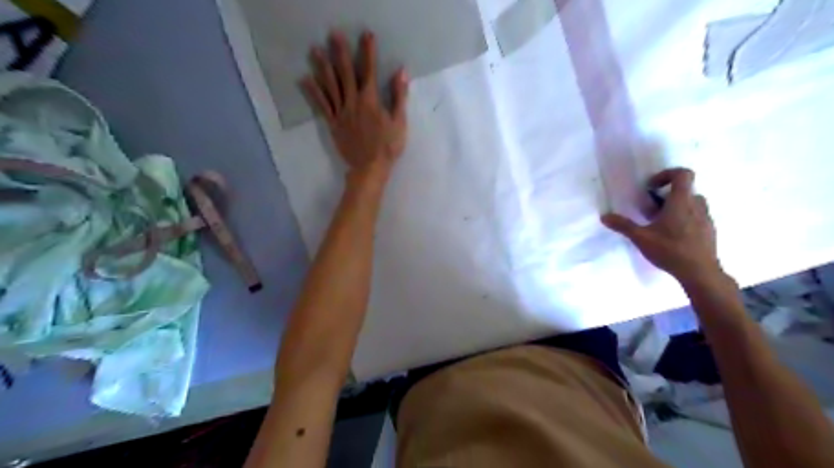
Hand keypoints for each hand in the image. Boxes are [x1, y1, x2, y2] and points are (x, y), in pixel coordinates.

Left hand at [305, 29, 410, 179]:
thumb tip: (401, 72)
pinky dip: (313, 92)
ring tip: (315, 50)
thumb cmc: (388, 146)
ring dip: (323, 67)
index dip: (368, 52)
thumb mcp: (399, 122)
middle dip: (341, 53)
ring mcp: (341, 113)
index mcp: (370, 101)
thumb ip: (399, 96)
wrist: (369, 168)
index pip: (369, 71)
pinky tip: (305, 80)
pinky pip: (322, 105)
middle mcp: (353, 102)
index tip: (366, 35)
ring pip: (330, 86)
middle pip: (345, 74)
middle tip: (333, 35)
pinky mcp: (333, 123)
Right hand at [599, 169, 724, 285]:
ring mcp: (706, 218)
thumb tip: (604, 216)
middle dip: (668, 195)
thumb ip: (623, 225)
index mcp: (681, 202)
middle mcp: (696, 205)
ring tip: (661, 223)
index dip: (666, 174)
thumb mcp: (641, 238)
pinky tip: (673, 236)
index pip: (683, 174)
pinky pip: (697, 216)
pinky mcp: (709, 231)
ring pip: (693, 203)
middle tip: (652, 209)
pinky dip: (685, 219)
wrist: (700, 272)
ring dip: (677, 206)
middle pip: (686, 189)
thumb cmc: (669, 250)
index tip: (652, 187)